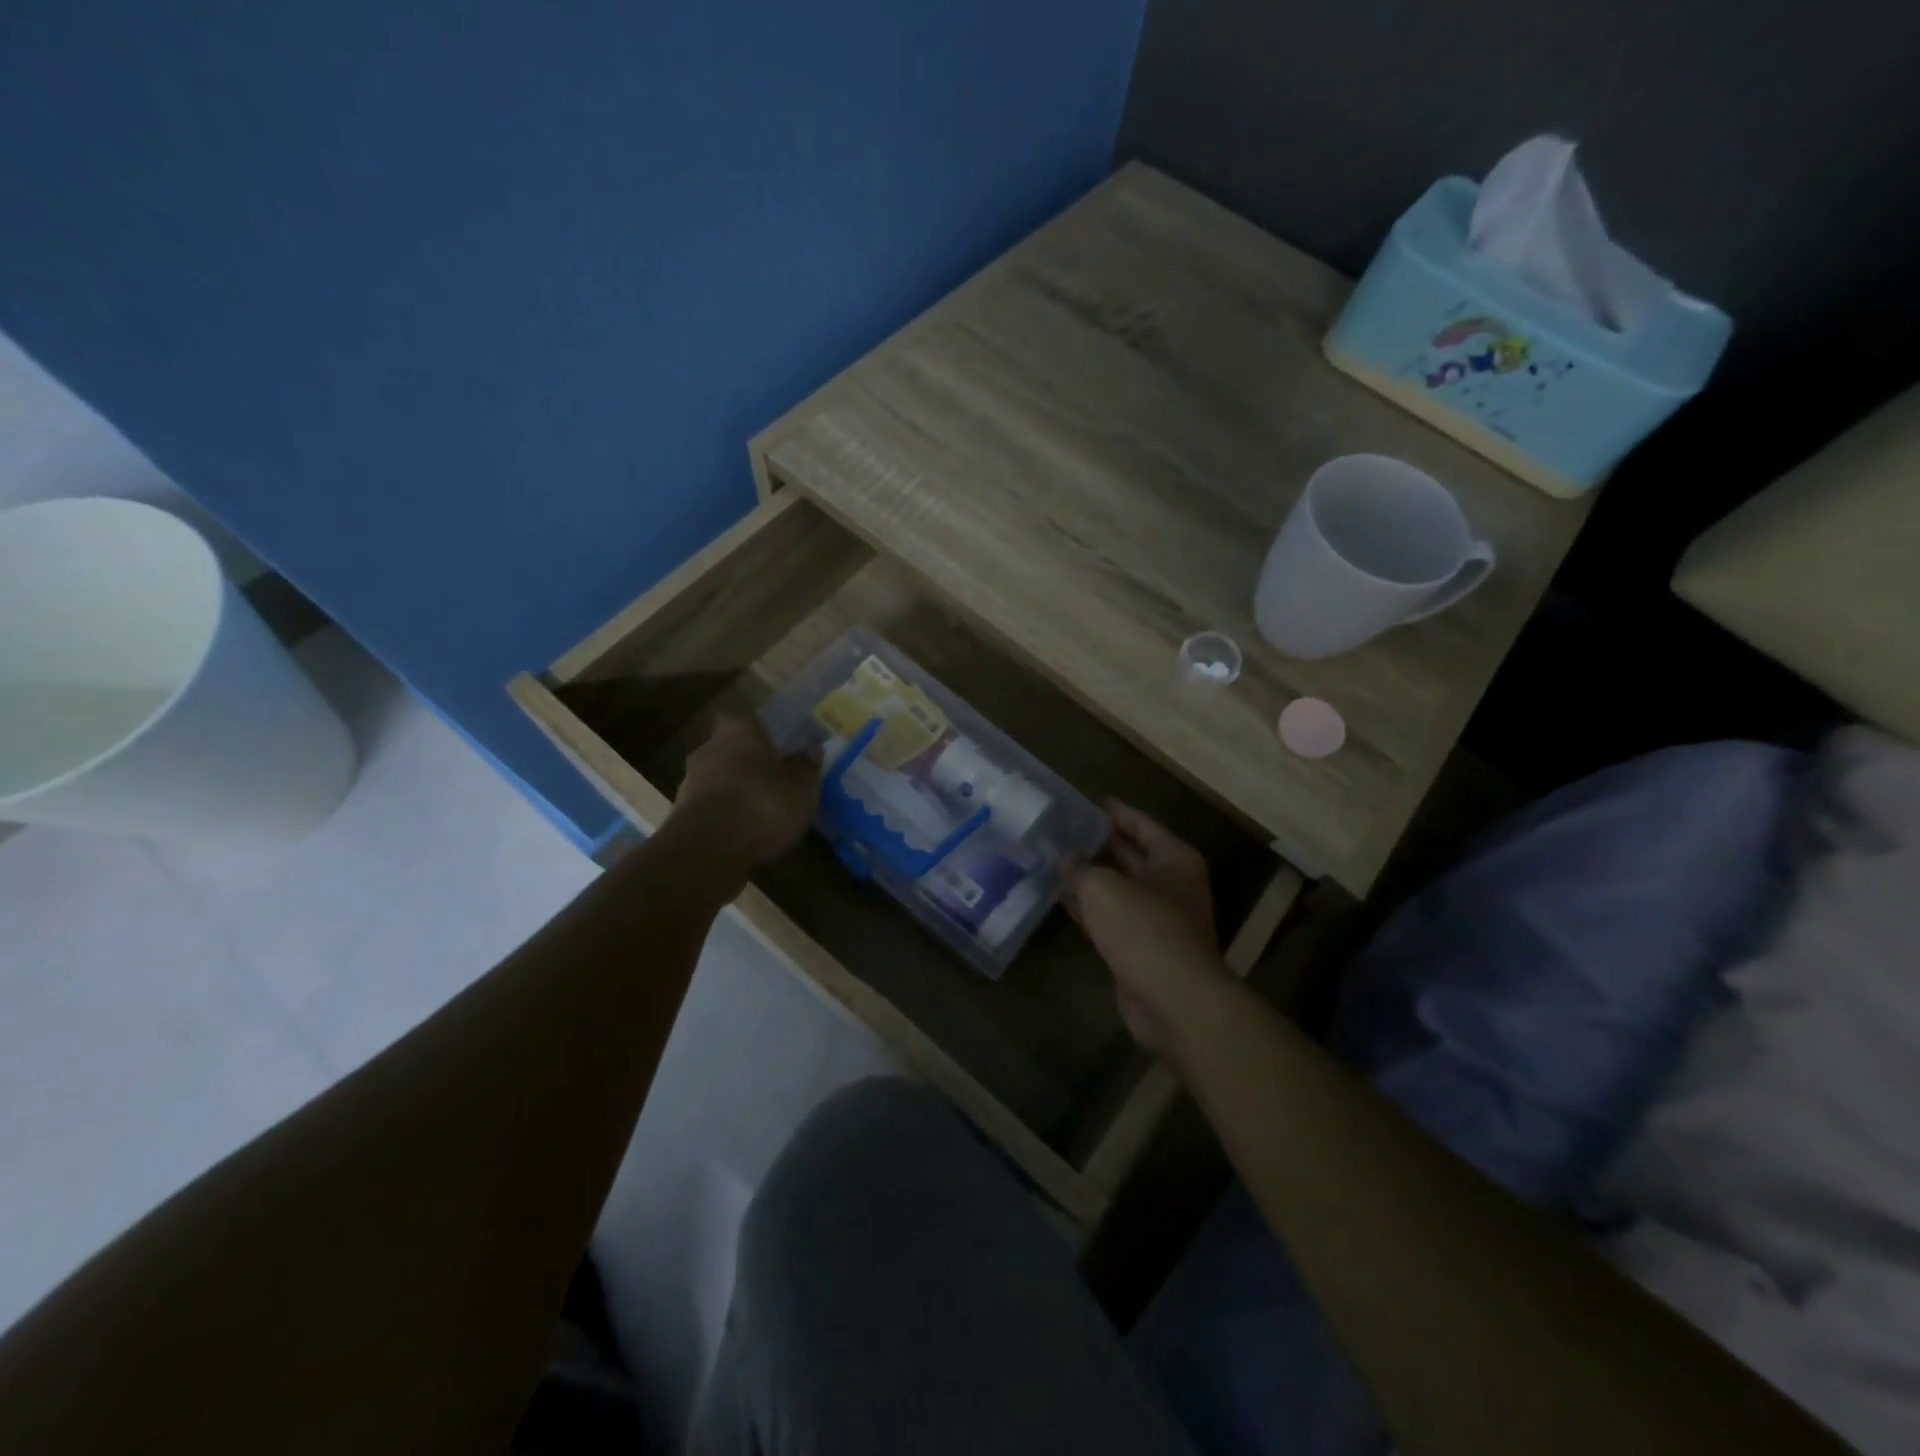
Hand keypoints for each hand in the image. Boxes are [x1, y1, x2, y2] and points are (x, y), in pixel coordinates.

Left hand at [673, 715, 820, 865]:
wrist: (708, 849)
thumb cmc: (763, 804)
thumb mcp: (801, 788)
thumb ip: (806, 767)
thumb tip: (811, 750)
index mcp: (739, 731)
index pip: (746, 721)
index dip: (760, 733)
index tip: (775, 747)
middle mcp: (708, 749)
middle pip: (729, 750)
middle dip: (747, 764)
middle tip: (772, 780)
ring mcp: (689, 782)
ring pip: (717, 779)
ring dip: (734, 791)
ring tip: (759, 811)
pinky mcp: (681, 815)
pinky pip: (709, 808)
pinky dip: (723, 816)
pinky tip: (742, 832)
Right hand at [1063, 800, 1231, 1057]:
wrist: (1172, 1000)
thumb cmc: (1145, 929)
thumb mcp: (1104, 888)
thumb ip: (1081, 868)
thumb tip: (1066, 857)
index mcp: (1174, 861)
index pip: (1143, 826)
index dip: (1118, 813)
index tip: (1094, 802)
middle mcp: (1171, 886)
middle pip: (1132, 857)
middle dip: (1101, 845)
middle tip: (1065, 830)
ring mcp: (1157, 920)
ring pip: (1119, 890)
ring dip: (1091, 878)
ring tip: (1056, 860)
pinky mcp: (1141, 949)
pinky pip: (1111, 919)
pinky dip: (1089, 909)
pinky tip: (1062, 899)